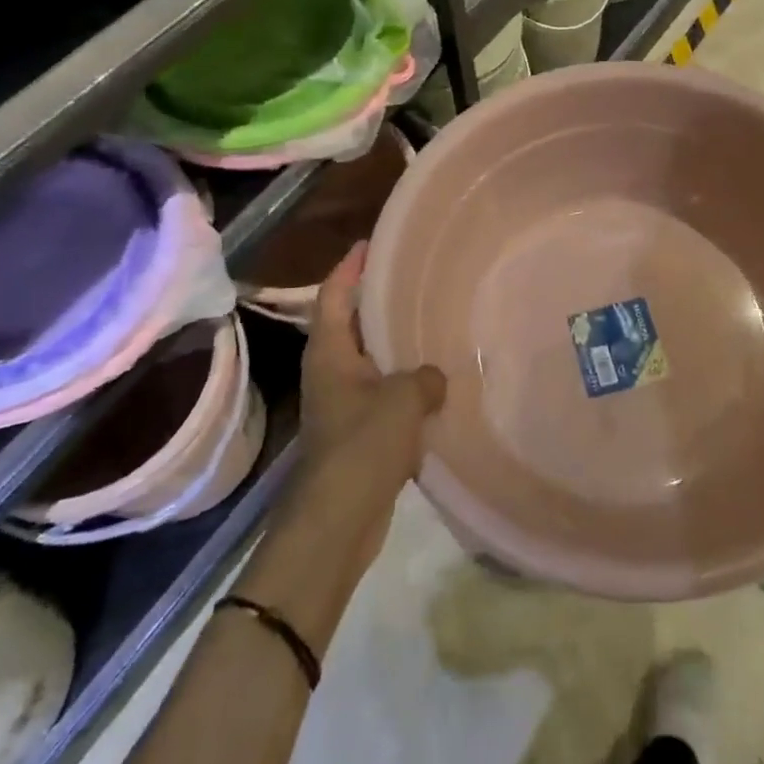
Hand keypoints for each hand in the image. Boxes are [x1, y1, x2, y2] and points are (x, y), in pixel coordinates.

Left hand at [299, 243, 446, 532]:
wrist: (337, 521)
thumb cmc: (362, 446)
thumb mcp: (403, 400)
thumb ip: (424, 377)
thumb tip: (434, 379)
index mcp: (330, 354)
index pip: (334, 296)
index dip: (349, 267)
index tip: (369, 243)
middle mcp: (330, 372)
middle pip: (348, 324)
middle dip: (373, 299)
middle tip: (409, 277)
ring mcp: (341, 403)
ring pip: (367, 359)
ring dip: (391, 342)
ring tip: (427, 322)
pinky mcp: (356, 432)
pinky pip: (381, 392)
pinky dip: (402, 380)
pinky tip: (432, 380)